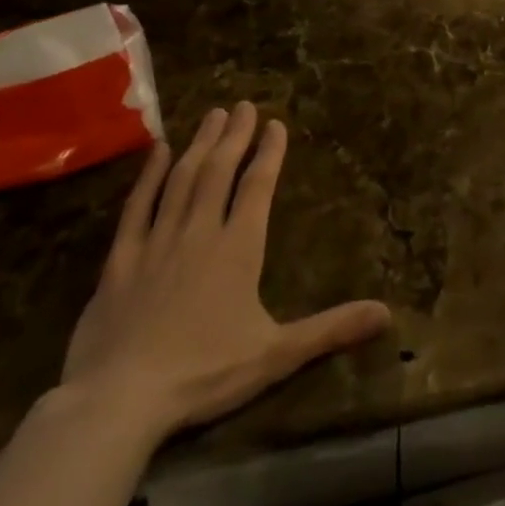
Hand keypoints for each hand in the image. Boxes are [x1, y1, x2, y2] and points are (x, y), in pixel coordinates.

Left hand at [60, 105, 391, 444]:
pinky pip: (136, 208)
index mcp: (238, 248)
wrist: (117, 401)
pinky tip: (156, 152)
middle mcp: (199, 232)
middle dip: (235, 136)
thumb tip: (387, 313)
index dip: (269, 153)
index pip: (257, 186)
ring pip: (181, 180)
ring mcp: (156, 243)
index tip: (276, 124)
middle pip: (219, 172)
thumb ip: (331, 329)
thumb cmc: (204, 373)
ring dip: (200, 144)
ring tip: (213, 115)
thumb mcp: (276, 355)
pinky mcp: (119, 262)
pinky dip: (148, 176)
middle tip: (243, 104)